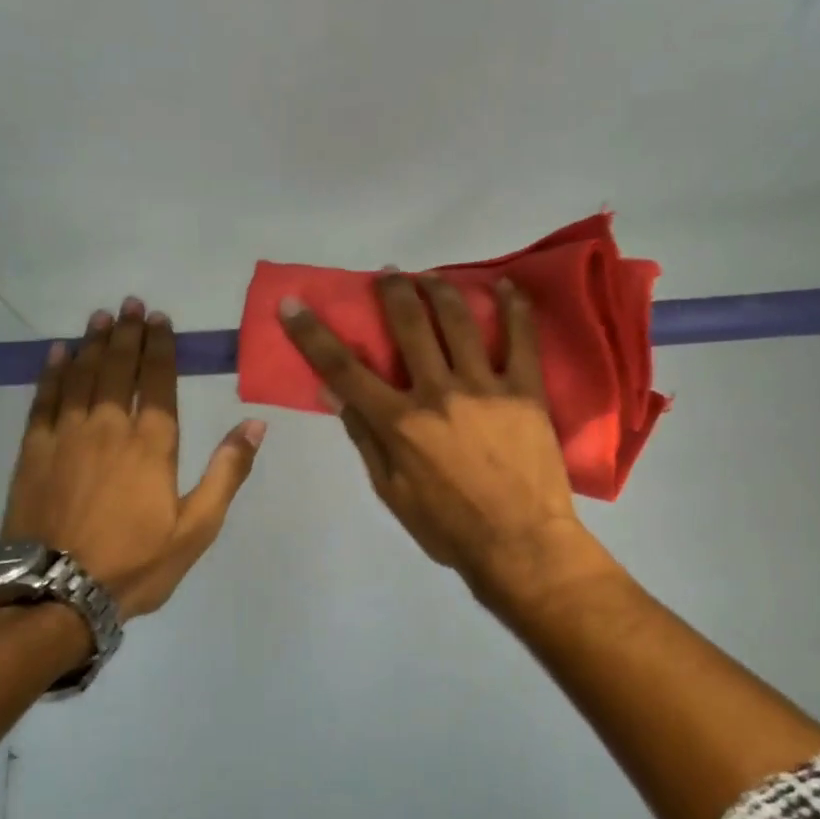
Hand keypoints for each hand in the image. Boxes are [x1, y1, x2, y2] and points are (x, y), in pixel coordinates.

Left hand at [3, 298, 264, 618]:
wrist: (55, 592)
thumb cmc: (135, 562)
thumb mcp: (197, 527)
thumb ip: (226, 472)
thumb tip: (254, 424)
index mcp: (152, 444)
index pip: (158, 382)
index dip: (160, 348)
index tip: (160, 320)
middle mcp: (109, 427)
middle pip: (118, 369)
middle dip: (126, 334)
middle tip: (130, 304)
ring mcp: (67, 436)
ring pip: (81, 376)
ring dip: (92, 344)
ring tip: (100, 317)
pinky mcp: (34, 451)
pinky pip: (44, 399)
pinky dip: (52, 373)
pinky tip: (57, 354)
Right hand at [280, 272, 605, 605]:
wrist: (520, 545)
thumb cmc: (448, 527)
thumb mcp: (391, 491)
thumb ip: (364, 437)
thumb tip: (333, 393)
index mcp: (399, 422)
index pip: (344, 368)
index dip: (313, 334)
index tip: (294, 305)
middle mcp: (437, 392)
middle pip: (408, 326)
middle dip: (391, 292)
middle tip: (386, 273)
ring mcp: (485, 387)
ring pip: (458, 321)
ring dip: (440, 289)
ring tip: (430, 275)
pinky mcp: (525, 390)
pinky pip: (521, 339)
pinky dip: (513, 308)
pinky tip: (504, 285)